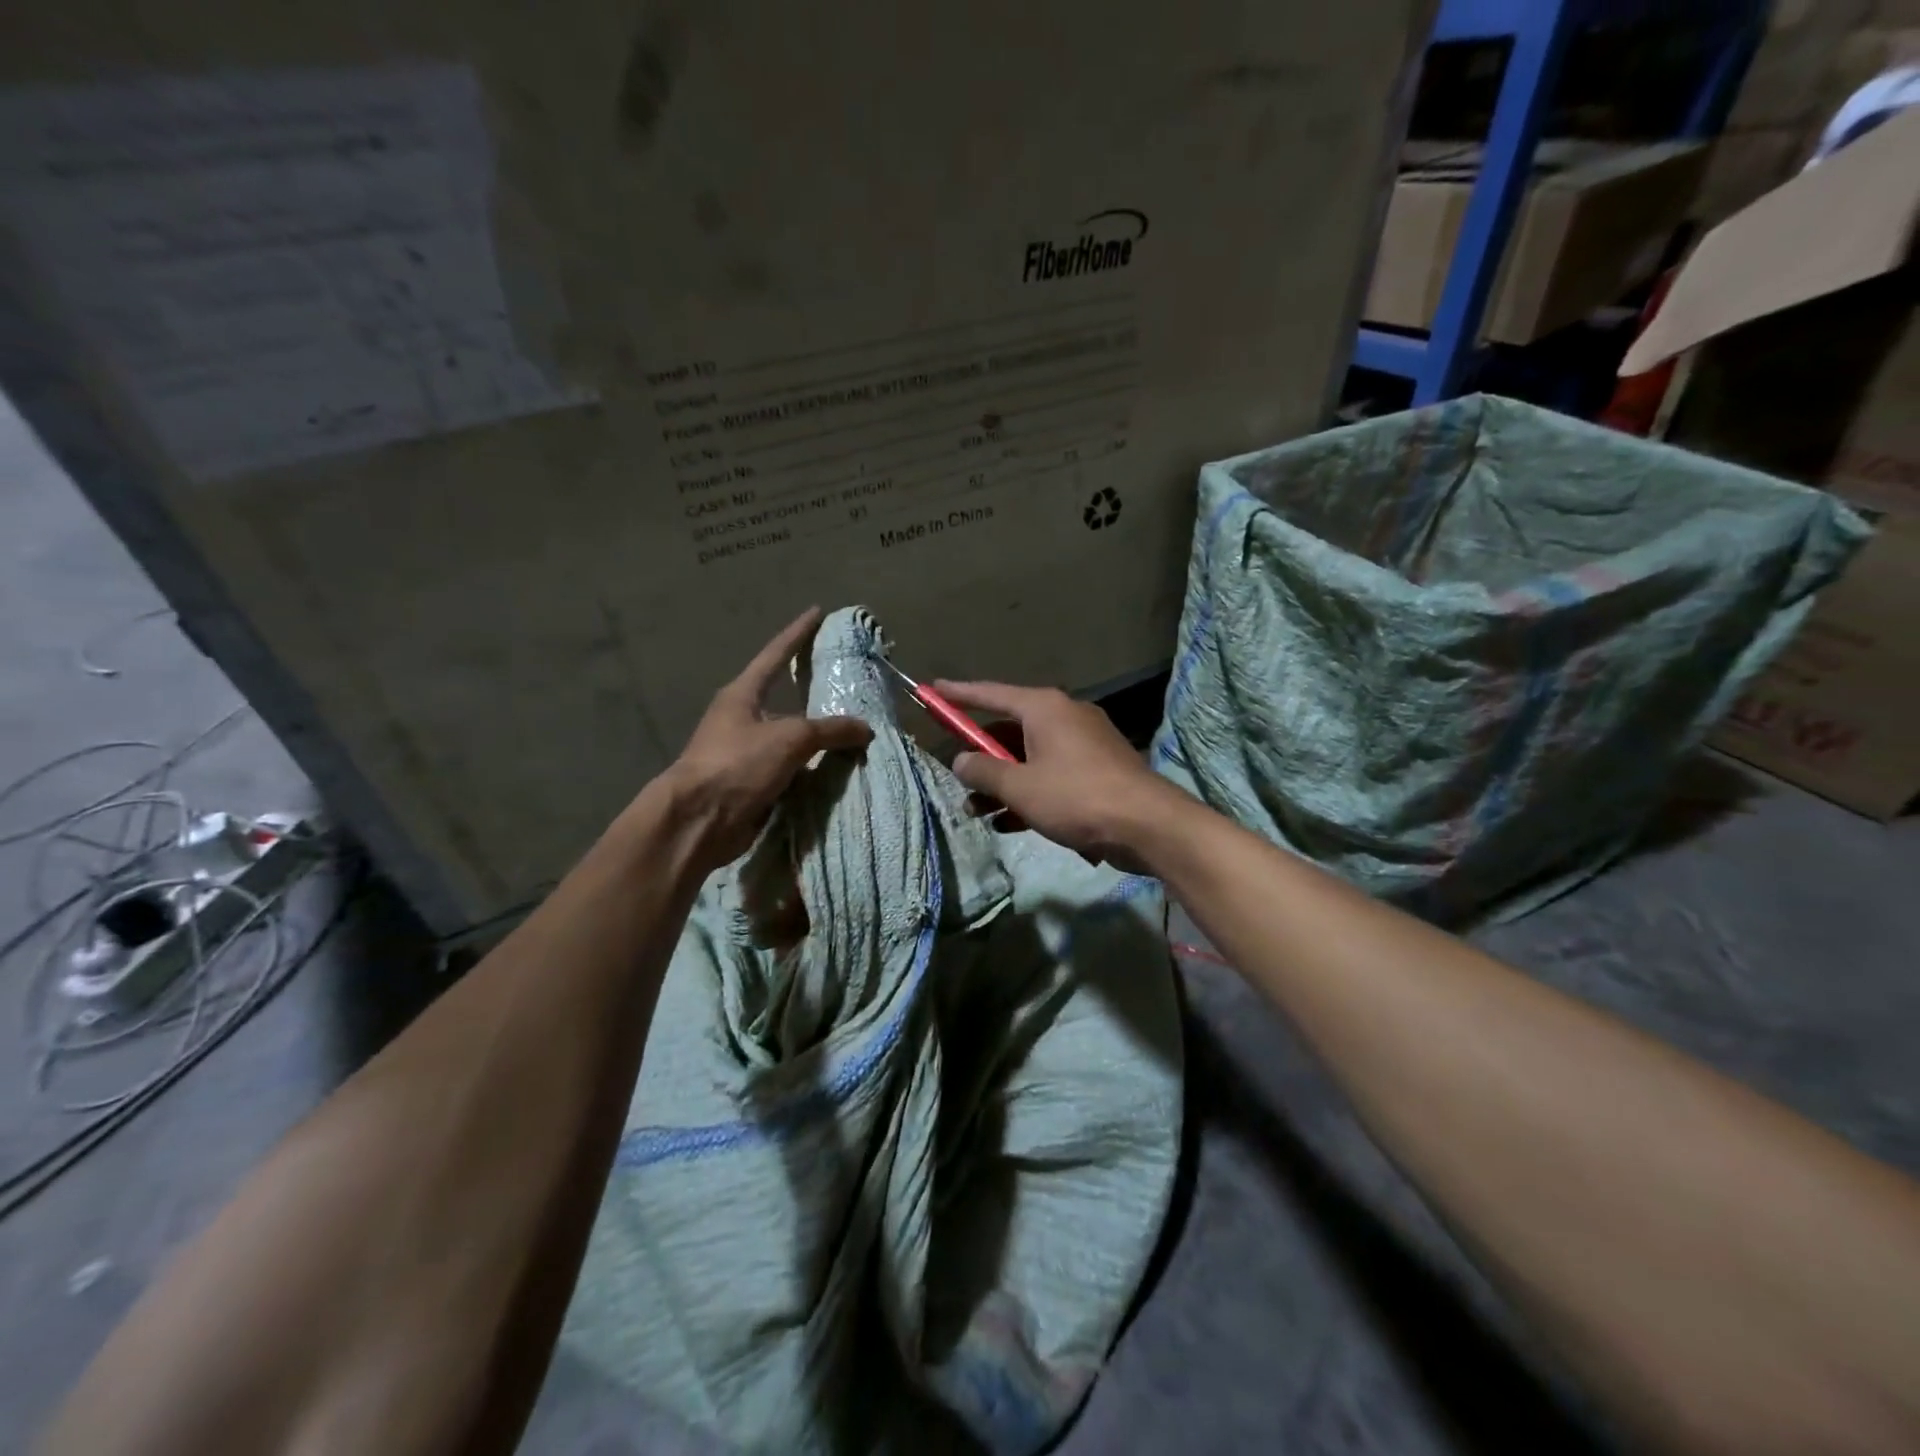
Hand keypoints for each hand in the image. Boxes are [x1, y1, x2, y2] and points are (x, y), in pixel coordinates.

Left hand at [659, 607, 872, 868]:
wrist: (700, 821)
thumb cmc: (738, 764)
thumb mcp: (790, 738)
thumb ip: (830, 729)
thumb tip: (865, 729)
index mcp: (742, 695)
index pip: (776, 654)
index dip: (798, 633)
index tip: (817, 612)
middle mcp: (742, 719)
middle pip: (785, 699)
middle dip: (813, 693)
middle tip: (846, 682)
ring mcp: (746, 753)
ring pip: (791, 738)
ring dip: (818, 739)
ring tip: (855, 732)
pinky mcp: (753, 784)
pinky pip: (792, 770)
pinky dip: (813, 770)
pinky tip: (839, 771)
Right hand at [935, 680, 1188, 864]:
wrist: (1147, 824)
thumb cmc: (1076, 797)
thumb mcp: (1020, 787)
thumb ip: (984, 771)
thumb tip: (960, 760)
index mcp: (1044, 708)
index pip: (991, 694)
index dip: (959, 694)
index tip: (933, 690)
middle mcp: (1064, 716)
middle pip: (1009, 730)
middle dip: (981, 757)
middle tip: (957, 776)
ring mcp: (1083, 744)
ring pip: (1029, 758)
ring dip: (1002, 783)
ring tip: (976, 812)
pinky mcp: (1096, 770)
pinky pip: (1051, 774)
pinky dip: (1029, 793)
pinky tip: (1009, 823)